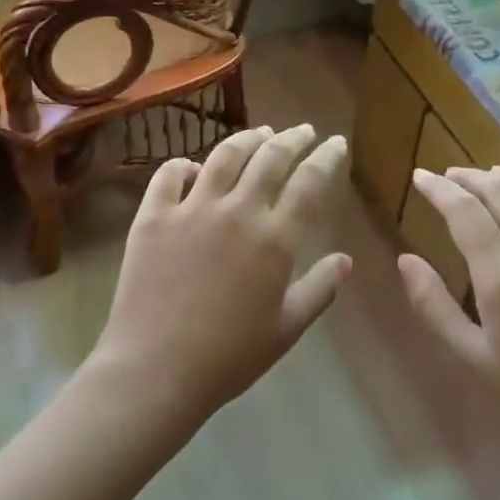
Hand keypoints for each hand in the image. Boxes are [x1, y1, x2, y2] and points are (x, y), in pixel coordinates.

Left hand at [91, 125, 350, 426]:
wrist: (156, 369)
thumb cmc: (229, 357)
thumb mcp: (286, 329)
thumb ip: (320, 290)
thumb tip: (346, 260)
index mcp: (274, 238)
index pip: (309, 182)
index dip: (326, 157)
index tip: (336, 143)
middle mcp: (236, 211)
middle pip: (270, 158)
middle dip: (292, 138)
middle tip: (302, 131)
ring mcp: (190, 209)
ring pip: (223, 156)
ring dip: (246, 139)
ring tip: (259, 133)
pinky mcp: (152, 216)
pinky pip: (168, 174)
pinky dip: (184, 164)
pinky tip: (193, 167)